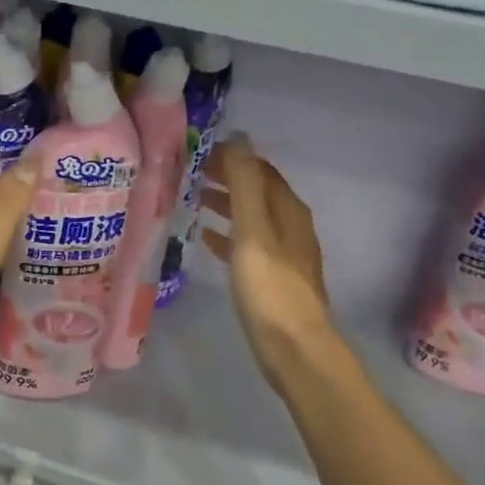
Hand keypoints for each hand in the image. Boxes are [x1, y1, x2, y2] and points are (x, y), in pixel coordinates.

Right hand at [204, 136, 337, 386]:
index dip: (232, 158)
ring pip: (250, 217)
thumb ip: (244, 184)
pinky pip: (247, 244)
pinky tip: (205, 238)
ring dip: (225, 204)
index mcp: (288, 210)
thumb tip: (239, 137)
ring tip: (192, 198)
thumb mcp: (253, 230)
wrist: (294, 348)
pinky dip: (227, 235)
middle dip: (226, 179)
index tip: (198, 152)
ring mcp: (283, 253)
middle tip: (189, 173)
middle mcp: (290, 226)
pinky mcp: (273, 278)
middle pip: (256, 192)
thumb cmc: (270, 287)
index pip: (260, 170)